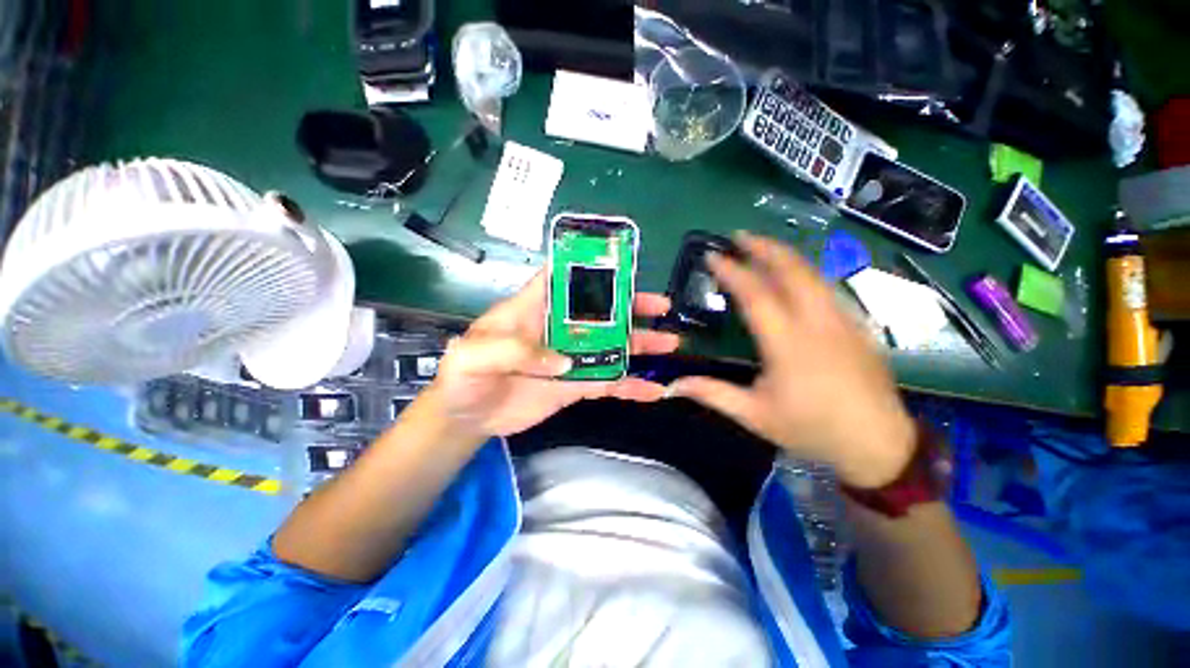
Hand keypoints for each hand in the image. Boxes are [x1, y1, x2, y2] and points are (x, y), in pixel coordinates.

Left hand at [422, 271, 680, 439]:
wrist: (467, 416)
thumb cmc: (465, 376)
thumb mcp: (474, 355)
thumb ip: (515, 350)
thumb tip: (563, 360)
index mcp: (534, 309)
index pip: (563, 278)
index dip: (589, 266)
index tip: (622, 263)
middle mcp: (559, 328)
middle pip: (600, 311)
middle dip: (631, 306)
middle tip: (661, 306)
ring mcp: (571, 357)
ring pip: (612, 346)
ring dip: (640, 345)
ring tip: (669, 343)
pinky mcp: (576, 384)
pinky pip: (608, 383)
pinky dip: (630, 386)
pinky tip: (653, 390)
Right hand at [670, 232, 915, 488]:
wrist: (879, 444)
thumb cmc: (812, 429)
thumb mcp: (755, 416)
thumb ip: (712, 394)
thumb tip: (673, 385)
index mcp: (788, 344)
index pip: (756, 295)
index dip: (732, 271)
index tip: (713, 255)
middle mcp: (817, 323)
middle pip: (791, 271)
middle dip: (763, 248)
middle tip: (738, 236)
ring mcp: (843, 320)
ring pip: (813, 273)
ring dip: (785, 255)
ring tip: (762, 246)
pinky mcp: (857, 324)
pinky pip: (827, 286)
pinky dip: (805, 271)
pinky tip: (793, 274)